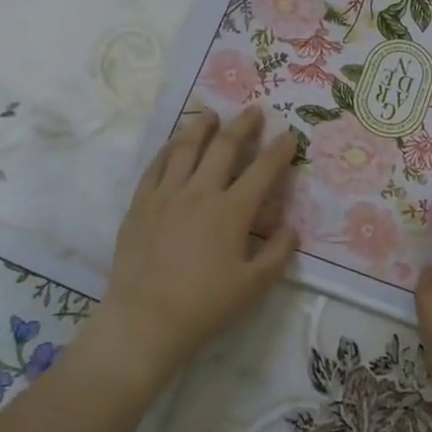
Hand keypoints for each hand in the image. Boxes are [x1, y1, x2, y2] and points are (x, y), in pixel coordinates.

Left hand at [99, 107, 298, 388]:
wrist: (145, 320)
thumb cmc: (205, 306)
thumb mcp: (254, 285)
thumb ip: (278, 252)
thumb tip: (290, 226)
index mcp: (232, 211)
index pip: (262, 171)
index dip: (279, 151)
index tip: (289, 136)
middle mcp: (200, 192)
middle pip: (224, 148)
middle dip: (243, 126)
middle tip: (253, 111)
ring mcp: (166, 195)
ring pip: (186, 148)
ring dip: (202, 127)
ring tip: (210, 114)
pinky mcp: (140, 205)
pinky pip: (156, 166)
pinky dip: (168, 149)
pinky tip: (174, 143)